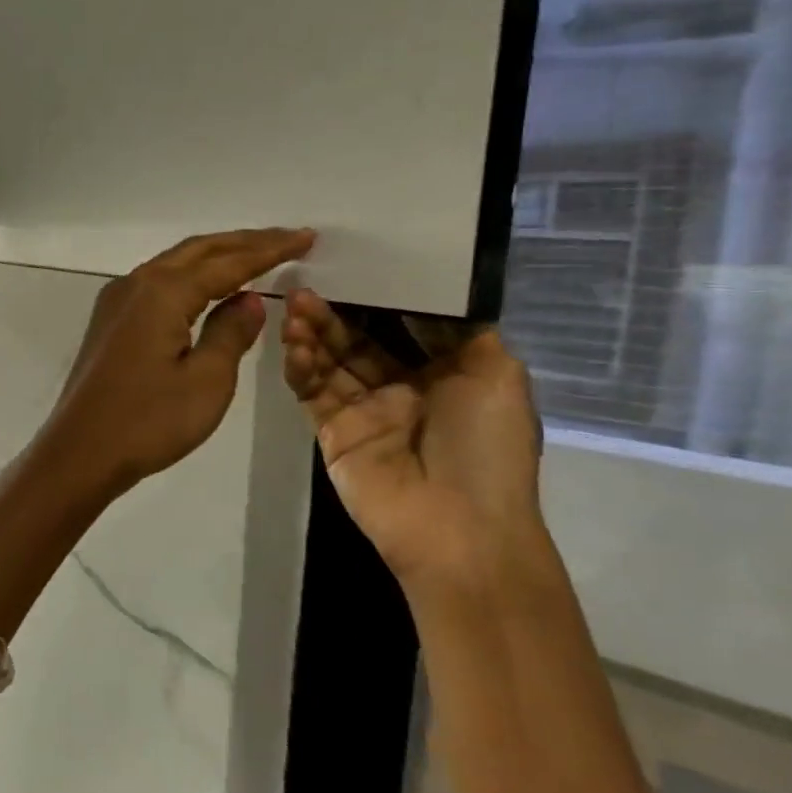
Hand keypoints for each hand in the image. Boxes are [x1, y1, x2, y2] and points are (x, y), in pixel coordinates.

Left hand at [41, 229, 316, 499]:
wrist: (79, 453)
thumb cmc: (148, 421)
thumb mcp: (207, 381)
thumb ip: (231, 333)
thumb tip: (249, 298)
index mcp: (163, 292)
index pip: (227, 262)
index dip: (269, 250)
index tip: (305, 238)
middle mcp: (136, 284)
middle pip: (198, 251)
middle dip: (244, 243)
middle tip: (288, 238)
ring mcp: (116, 301)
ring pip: (174, 264)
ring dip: (215, 257)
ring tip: (255, 255)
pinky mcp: (109, 322)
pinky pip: (157, 284)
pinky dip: (190, 278)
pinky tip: (207, 289)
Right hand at [281, 290, 556, 606]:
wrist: (458, 527)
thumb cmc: (485, 446)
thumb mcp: (498, 374)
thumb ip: (464, 330)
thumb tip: (436, 295)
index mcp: (444, 374)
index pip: (403, 325)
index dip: (380, 297)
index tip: (356, 265)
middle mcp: (401, 389)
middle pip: (359, 340)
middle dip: (335, 312)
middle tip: (308, 284)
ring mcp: (363, 412)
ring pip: (330, 362)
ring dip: (312, 333)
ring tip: (294, 305)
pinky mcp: (332, 433)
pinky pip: (312, 391)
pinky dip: (301, 366)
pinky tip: (293, 343)